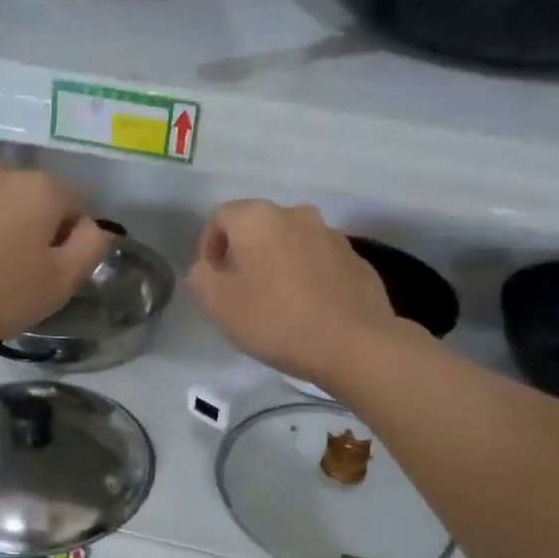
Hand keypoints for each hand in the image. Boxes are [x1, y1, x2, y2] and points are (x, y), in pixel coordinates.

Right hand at [187, 200, 405, 389]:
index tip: (212, 279)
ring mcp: (332, 234)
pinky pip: (320, 262)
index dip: (209, 246)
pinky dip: (308, 277)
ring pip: (292, 243)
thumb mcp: (219, 304)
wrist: (355, 343)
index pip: (220, 217)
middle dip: (245, 254)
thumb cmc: (276, 320)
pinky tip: (310, 310)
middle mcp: (296, 214)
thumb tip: (207, 267)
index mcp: (258, 218)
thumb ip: (201, 277)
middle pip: (258, 227)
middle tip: (241, 292)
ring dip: (279, 264)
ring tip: (277, 303)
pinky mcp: (357, 259)